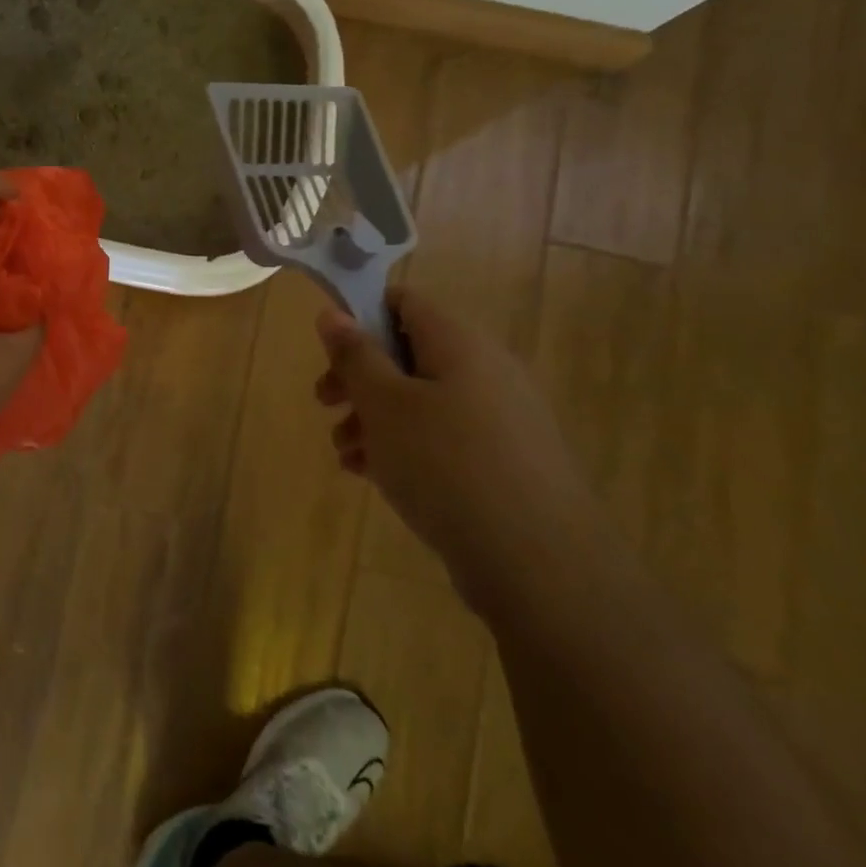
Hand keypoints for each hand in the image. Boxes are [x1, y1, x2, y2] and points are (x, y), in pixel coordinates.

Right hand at [315, 286, 595, 605]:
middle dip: (359, 376)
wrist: (540, 565)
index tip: (329, 351)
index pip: (404, 301)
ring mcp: (501, 419)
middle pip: (408, 353)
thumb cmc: (447, 466)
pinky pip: (443, 437)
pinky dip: (405, 446)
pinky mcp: (505, 462)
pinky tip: (373, 475)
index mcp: (460, 343)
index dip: (361, 315)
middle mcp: (486, 371)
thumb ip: (355, 355)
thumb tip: (333, 313)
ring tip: (345, 452)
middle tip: (325, 402)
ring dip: (375, 417)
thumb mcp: (385, 404)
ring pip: (422, 399)